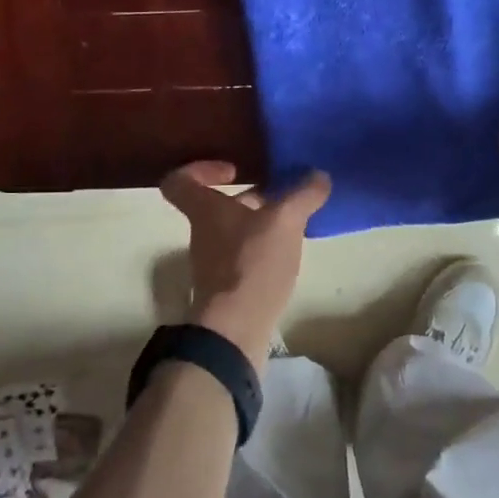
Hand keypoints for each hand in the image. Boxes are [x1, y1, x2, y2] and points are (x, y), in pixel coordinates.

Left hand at [159, 162, 331, 368]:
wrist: (235, 328)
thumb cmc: (251, 263)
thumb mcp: (284, 221)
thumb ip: (302, 196)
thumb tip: (319, 176)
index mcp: (205, 210)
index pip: (180, 181)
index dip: (200, 169)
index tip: (233, 170)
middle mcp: (204, 234)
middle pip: (216, 206)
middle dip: (249, 198)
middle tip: (281, 195)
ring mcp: (214, 263)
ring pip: (234, 232)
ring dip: (260, 224)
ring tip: (294, 223)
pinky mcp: (229, 288)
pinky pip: (245, 258)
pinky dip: (264, 250)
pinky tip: (290, 253)